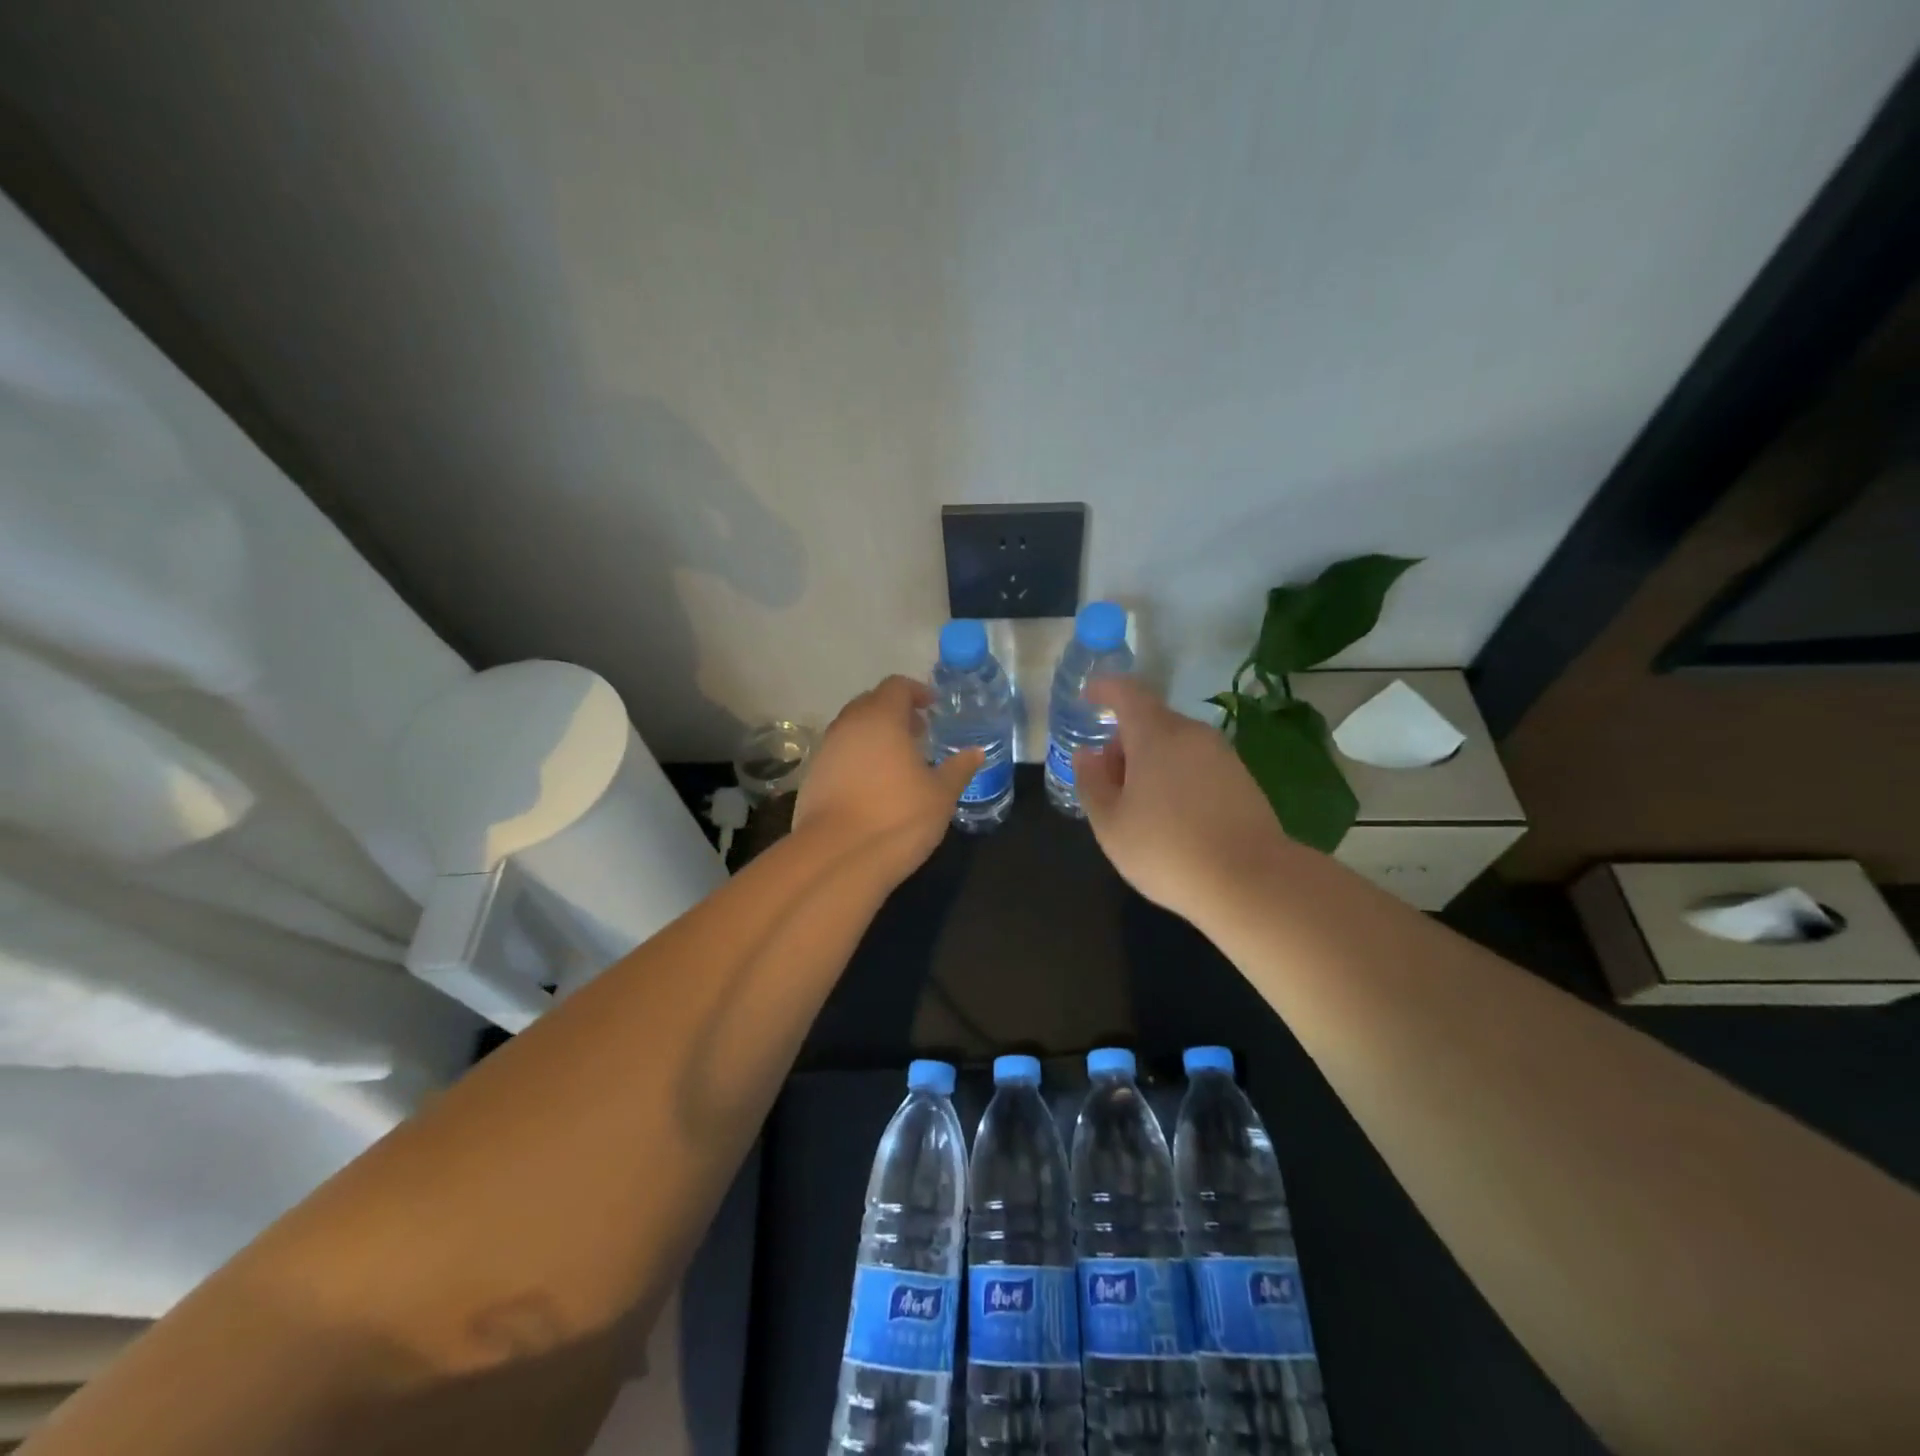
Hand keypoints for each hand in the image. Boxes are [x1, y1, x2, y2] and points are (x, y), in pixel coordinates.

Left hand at [794, 676, 981, 878]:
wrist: (836, 857)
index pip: (896, 686)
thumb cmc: (897, 817)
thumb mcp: (941, 795)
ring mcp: (824, 752)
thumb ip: (959, 768)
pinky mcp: (811, 779)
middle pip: (871, 703)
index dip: (916, 692)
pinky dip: (857, 758)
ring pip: (852, 730)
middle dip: (895, 712)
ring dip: (874, 736)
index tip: (932, 707)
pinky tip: (873, 786)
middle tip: (918, 733)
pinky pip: (839, 755)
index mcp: (881, 718)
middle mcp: (848, 726)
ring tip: (898, 761)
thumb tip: (976, 752)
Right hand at [1073, 678, 1288, 925]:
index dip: (1105, 689)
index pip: (1127, 693)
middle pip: (1151, 720)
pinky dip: (1176, 776)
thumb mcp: (1111, 824)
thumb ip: (1092, 783)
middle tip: (1107, 779)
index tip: (1088, 696)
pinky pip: (1197, 764)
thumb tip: (1087, 755)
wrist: (1252, 883)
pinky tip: (1172, 816)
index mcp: (1156, 735)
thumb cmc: (1167, 850)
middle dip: (1124, 740)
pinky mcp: (1242, 779)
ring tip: (1138, 805)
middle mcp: (1192, 734)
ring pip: (1175, 744)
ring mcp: (1222, 755)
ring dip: (1151, 761)